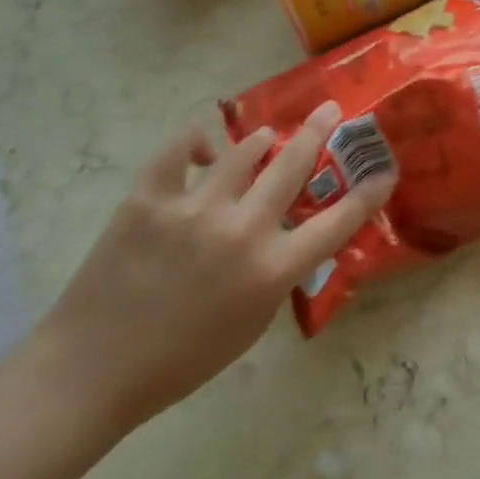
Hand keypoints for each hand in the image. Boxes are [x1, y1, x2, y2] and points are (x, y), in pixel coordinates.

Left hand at [42, 102, 393, 435]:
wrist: (94, 369)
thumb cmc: (182, 359)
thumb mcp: (252, 323)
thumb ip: (277, 274)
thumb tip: (287, 234)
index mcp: (272, 270)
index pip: (338, 222)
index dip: (368, 193)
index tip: (385, 169)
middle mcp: (242, 231)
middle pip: (293, 166)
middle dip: (318, 132)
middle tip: (331, 110)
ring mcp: (194, 209)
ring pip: (241, 151)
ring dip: (259, 140)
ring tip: (265, 137)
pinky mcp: (148, 199)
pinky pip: (178, 150)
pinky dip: (195, 141)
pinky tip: (203, 147)